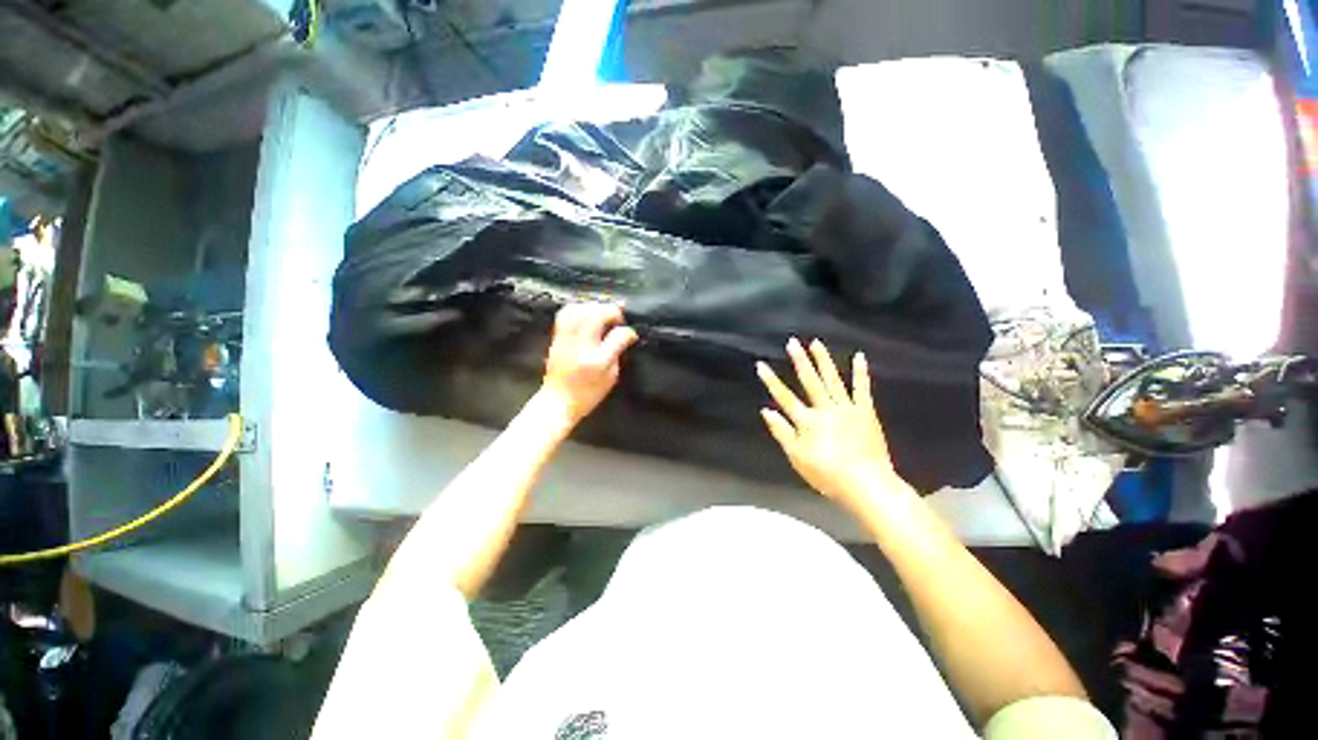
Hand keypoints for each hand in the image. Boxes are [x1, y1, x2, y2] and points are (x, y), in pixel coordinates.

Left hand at [540, 303, 637, 427]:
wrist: (557, 402)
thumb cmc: (588, 395)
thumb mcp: (610, 378)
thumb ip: (617, 353)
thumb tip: (625, 335)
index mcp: (597, 361)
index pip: (618, 335)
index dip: (628, 331)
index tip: (630, 334)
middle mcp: (580, 347)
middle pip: (596, 314)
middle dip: (611, 311)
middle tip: (617, 320)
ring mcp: (566, 340)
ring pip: (579, 310)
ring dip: (594, 307)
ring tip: (602, 314)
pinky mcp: (556, 338)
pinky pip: (565, 314)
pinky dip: (578, 309)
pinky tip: (586, 314)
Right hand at [756, 337, 905, 510]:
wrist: (867, 484)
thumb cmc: (827, 474)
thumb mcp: (797, 457)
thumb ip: (781, 432)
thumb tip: (766, 410)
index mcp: (807, 421)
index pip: (784, 397)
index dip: (771, 381)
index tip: (761, 365)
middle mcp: (825, 409)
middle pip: (810, 382)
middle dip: (799, 361)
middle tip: (792, 342)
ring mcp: (847, 408)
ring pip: (832, 380)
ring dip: (823, 361)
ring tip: (816, 343)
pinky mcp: (865, 412)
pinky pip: (862, 389)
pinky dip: (860, 373)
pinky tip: (859, 357)